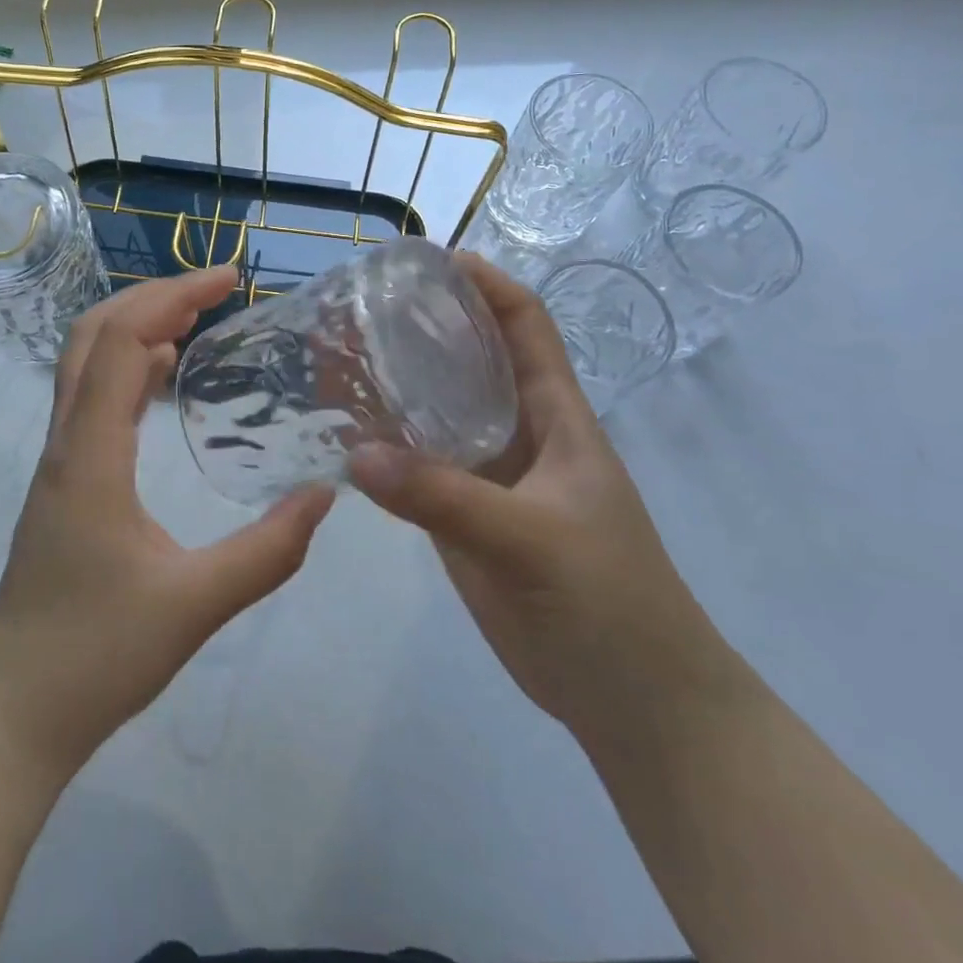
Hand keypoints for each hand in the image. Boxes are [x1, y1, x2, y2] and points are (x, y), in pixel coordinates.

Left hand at [0, 266, 334, 773]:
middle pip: (93, 334)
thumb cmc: (95, 657)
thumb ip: (267, 551)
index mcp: (91, 454)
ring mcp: (60, 460)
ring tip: (197, 317)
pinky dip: (128, 366)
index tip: (230, 280)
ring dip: (137, 325)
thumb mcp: (195, 605)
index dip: (173, 296)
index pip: (120, 341)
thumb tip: (324, 495)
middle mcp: (67, 441)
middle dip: (153, 295)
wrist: (11, 711)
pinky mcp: (65, 481)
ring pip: (86, 362)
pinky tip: (162, 374)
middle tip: (216, 288)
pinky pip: (91, 397)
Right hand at [348, 256, 744, 738]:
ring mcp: (486, 473)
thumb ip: (445, 498)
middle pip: (465, 358)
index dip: (483, 283)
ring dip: (388, 383)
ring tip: (330, 359)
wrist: (632, 701)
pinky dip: (379, 444)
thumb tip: (356, 452)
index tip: (424, 261)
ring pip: (433, 410)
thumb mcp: (532, 540)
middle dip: (417, 326)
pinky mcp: (460, 513)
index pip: (523, 324)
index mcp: (555, 415)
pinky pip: (414, 464)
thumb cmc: (609, 603)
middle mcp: (517, 431)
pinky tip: (338, 432)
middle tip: (353, 308)